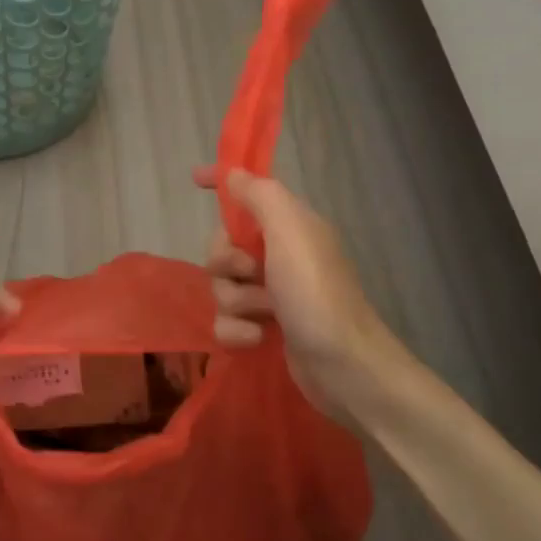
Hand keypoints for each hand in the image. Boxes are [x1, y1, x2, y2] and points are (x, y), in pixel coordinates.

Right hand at [194, 165, 419, 422]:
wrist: (345, 367)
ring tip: (264, 314)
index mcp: (289, 226)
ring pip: (221, 286)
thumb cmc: (316, 292)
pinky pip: (226, 321)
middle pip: (222, 246)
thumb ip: (259, 196)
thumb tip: (232, 173)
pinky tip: (258, 339)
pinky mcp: (264, 329)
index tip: (195, 180)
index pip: (249, 192)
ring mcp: (271, 294)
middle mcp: (279, 255)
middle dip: (225, 262)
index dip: (222, 183)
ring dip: (235, 301)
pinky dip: (238, 331)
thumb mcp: (290, 231)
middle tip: (249, 273)